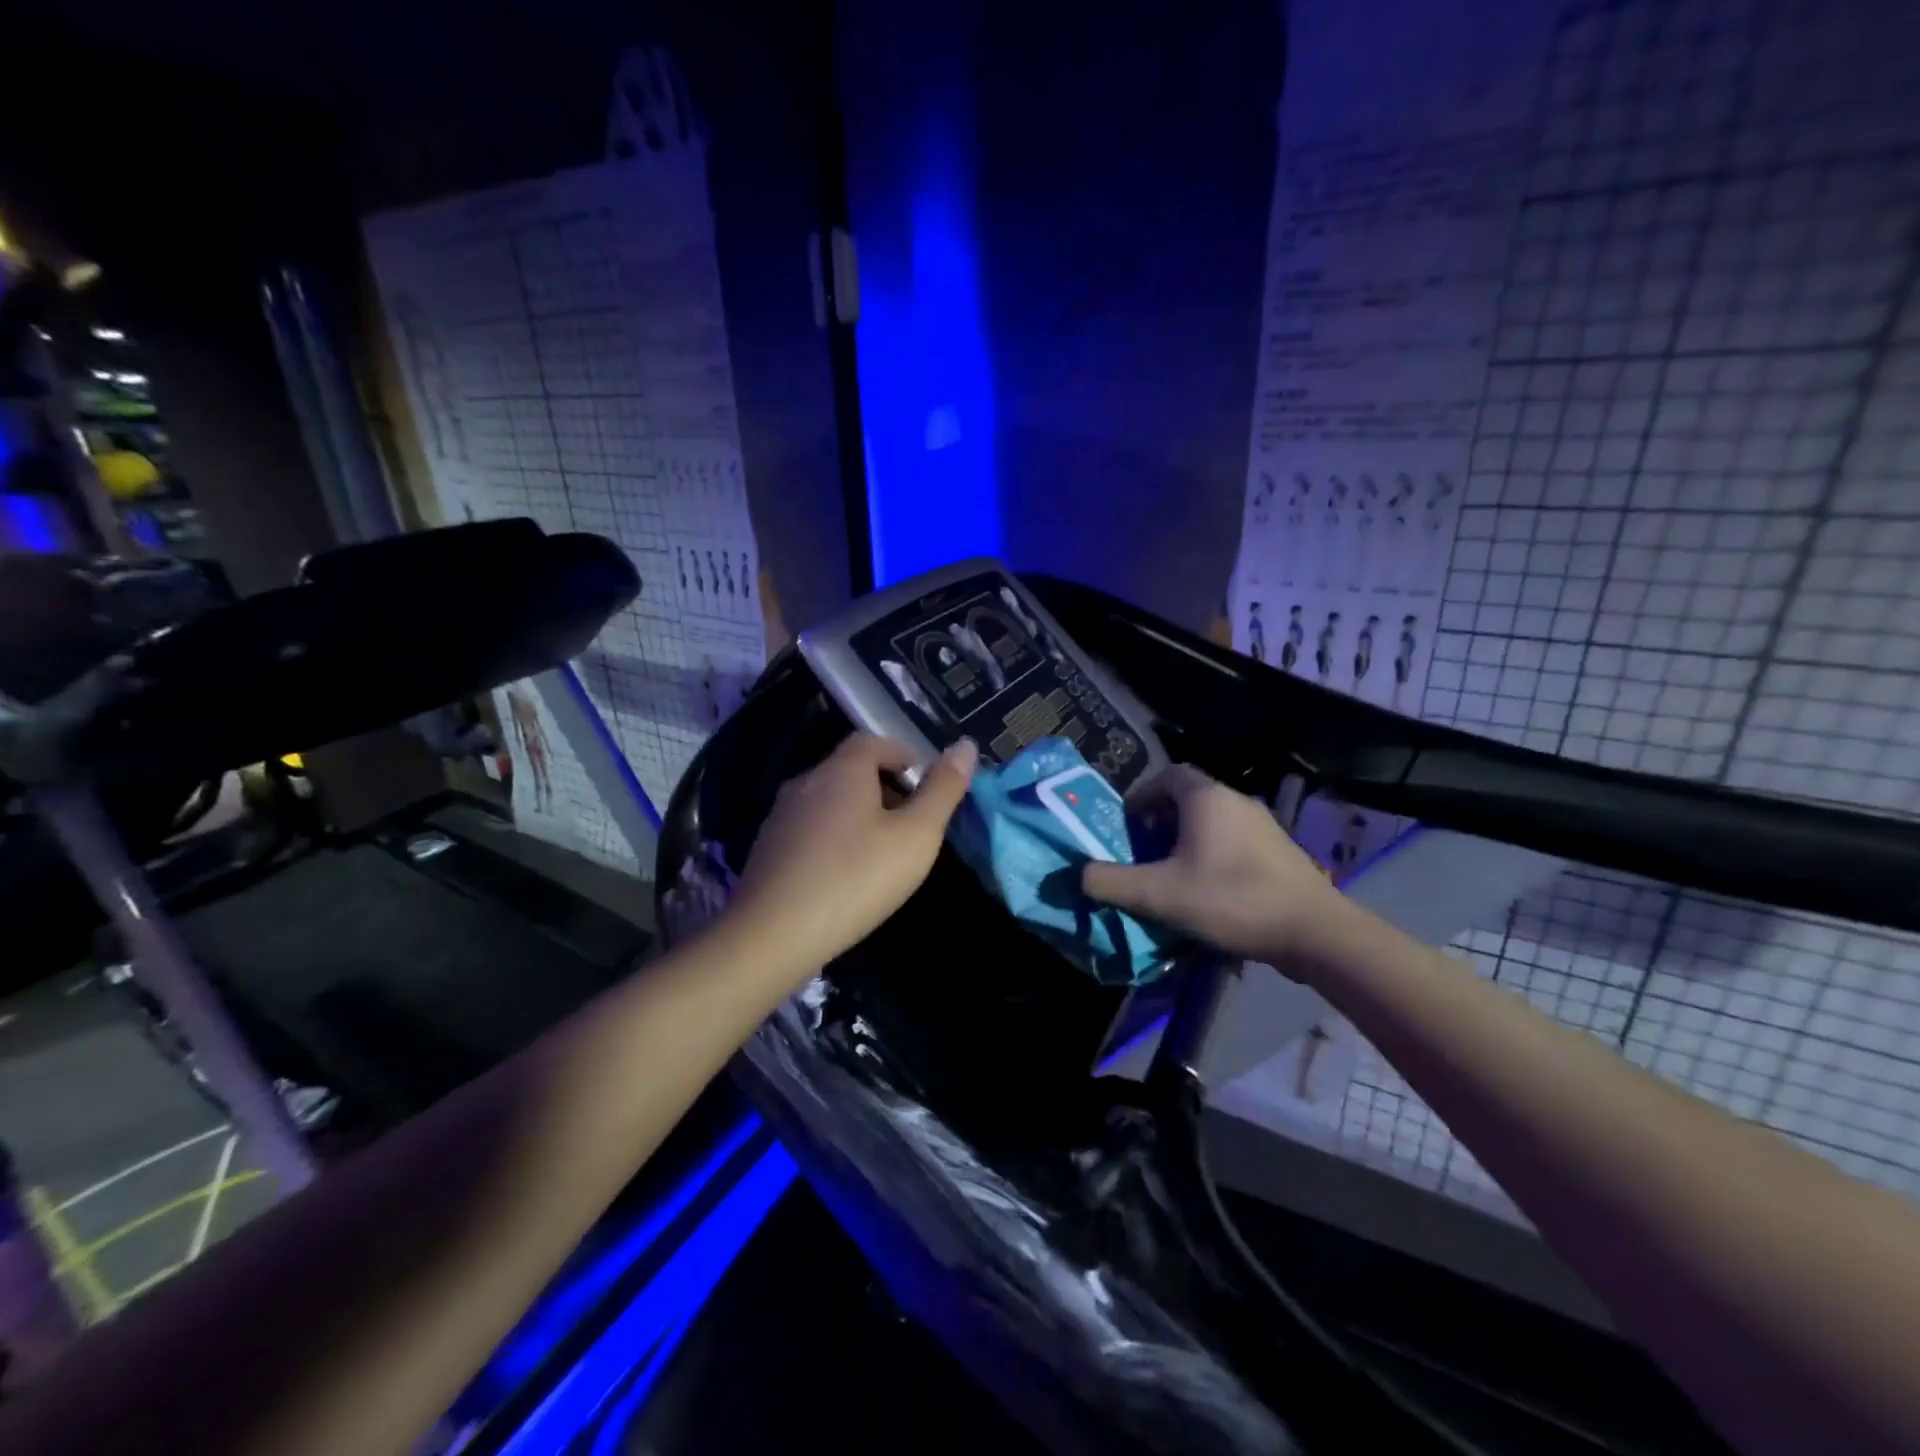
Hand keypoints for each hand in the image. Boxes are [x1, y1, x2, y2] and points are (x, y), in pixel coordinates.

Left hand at [730, 733, 977, 981]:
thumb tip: (966, 745)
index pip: (873, 742)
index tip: (924, 784)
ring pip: (829, 800)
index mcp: (842, 770)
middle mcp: (806, 782)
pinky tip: (845, 872)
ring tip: (883, 850)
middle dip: (884, 786)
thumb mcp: (915, 836)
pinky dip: (834, 836)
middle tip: (912, 821)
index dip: (903, 756)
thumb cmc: (855, 879)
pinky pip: (810, 827)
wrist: (772, 935)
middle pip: (850, 769)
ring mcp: (781, 815)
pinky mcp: (768, 848)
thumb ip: (942, 790)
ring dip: (858, 813)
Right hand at [1081, 764, 1351, 966]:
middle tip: (1143, 851)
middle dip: (1161, 820)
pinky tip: (1209, 892)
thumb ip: (1111, 882)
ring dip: (1187, 840)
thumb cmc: (1231, 899)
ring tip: (1172, 875)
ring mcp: (1264, 826)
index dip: (1143, 794)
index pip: (1168, 774)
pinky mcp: (1280, 852)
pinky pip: (1235, 842)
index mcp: (1207, 798)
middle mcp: (1237, 801)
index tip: (1128, 823)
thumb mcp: (1159, 894)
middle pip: (1189, 798)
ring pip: (1213, 822)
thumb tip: (1078, 874)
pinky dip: (1214, 855)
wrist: (1314, 932)